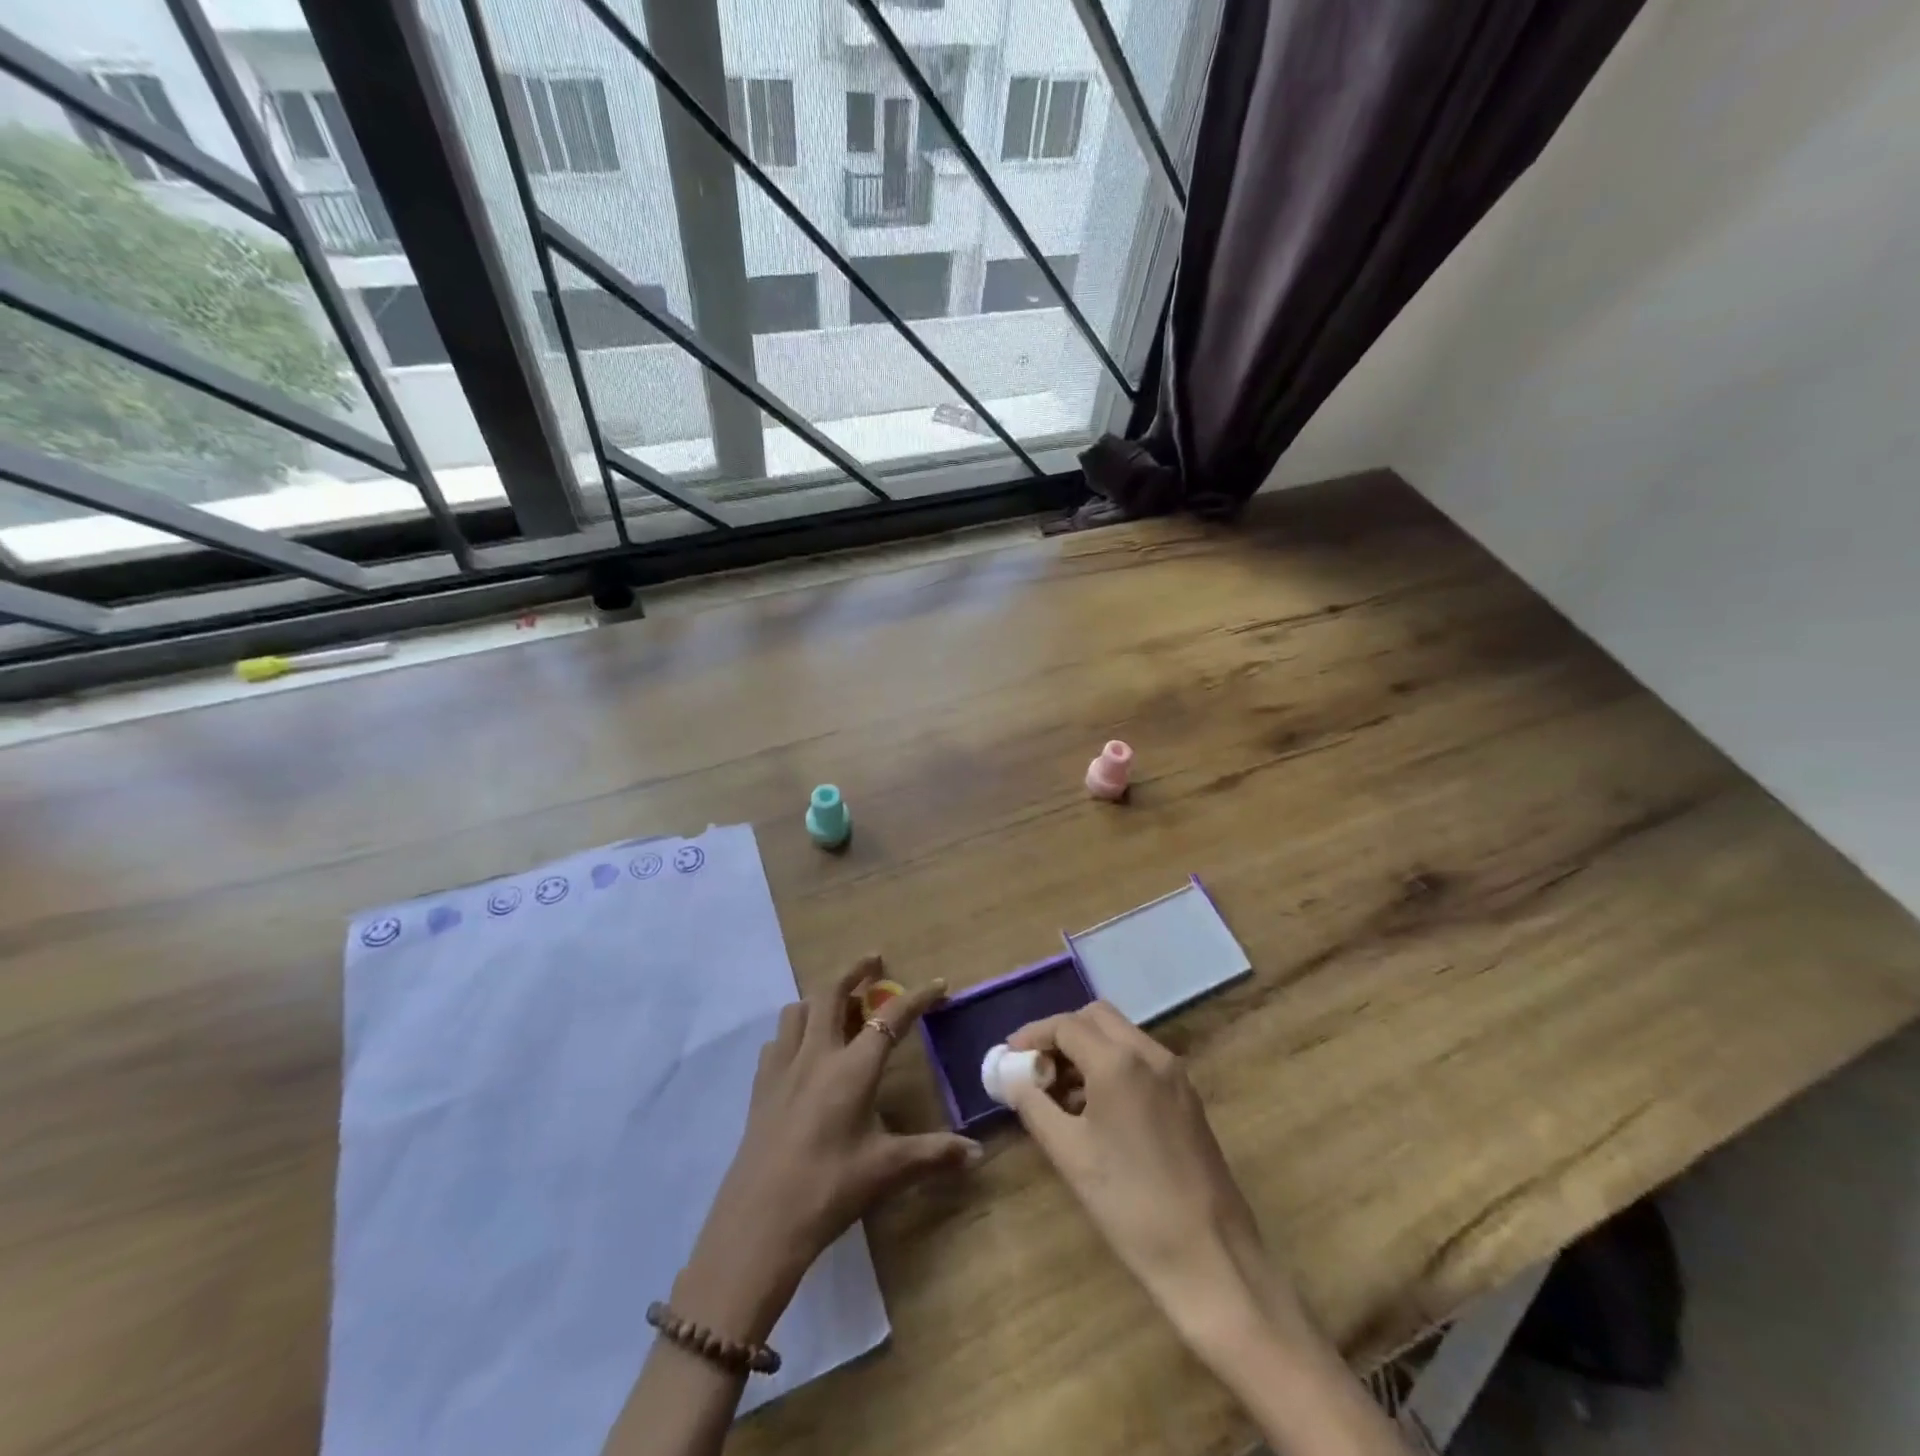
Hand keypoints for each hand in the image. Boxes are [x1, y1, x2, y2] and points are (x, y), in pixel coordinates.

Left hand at [672, 956, 980, 1343]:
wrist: (758, 1225)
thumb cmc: (828, 1191)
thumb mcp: (886, 1172)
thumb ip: (933, 1155)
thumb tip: (978, 1153)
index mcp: (852, 1069)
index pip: (890, 1018)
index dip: (917, 997)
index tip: (938, 984)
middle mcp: (816, 1055)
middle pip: (831, 993)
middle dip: (855, 971)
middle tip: (875, 963)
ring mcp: (782, 1068)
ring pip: (798, 1010)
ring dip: (820, 999)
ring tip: (839, 1007)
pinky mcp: (760, 1087)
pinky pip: (777, 1041)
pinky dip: (794, 1031)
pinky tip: (803, 1052)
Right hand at [1004, 1002, 1305, 1350]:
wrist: (1210, 1257)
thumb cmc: (1130, 1205)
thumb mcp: (1069, 1154)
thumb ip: (1034, 1105)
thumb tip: (1011, 1077)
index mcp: (1119, 1062)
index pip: (1066, 1025)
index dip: (1033, 1035)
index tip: (1010, 1056)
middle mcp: (1150, 1054)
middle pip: (1096, 1018)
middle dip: (1062, 1034)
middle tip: (1036, 1067)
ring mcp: (1174, 1073)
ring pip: (1121, 1036)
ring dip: (1087, 1049)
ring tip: (1059, 1093)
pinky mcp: (1187, 1096)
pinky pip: (1141, 1060)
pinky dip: (1113, 1066)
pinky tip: (1096, 1108)